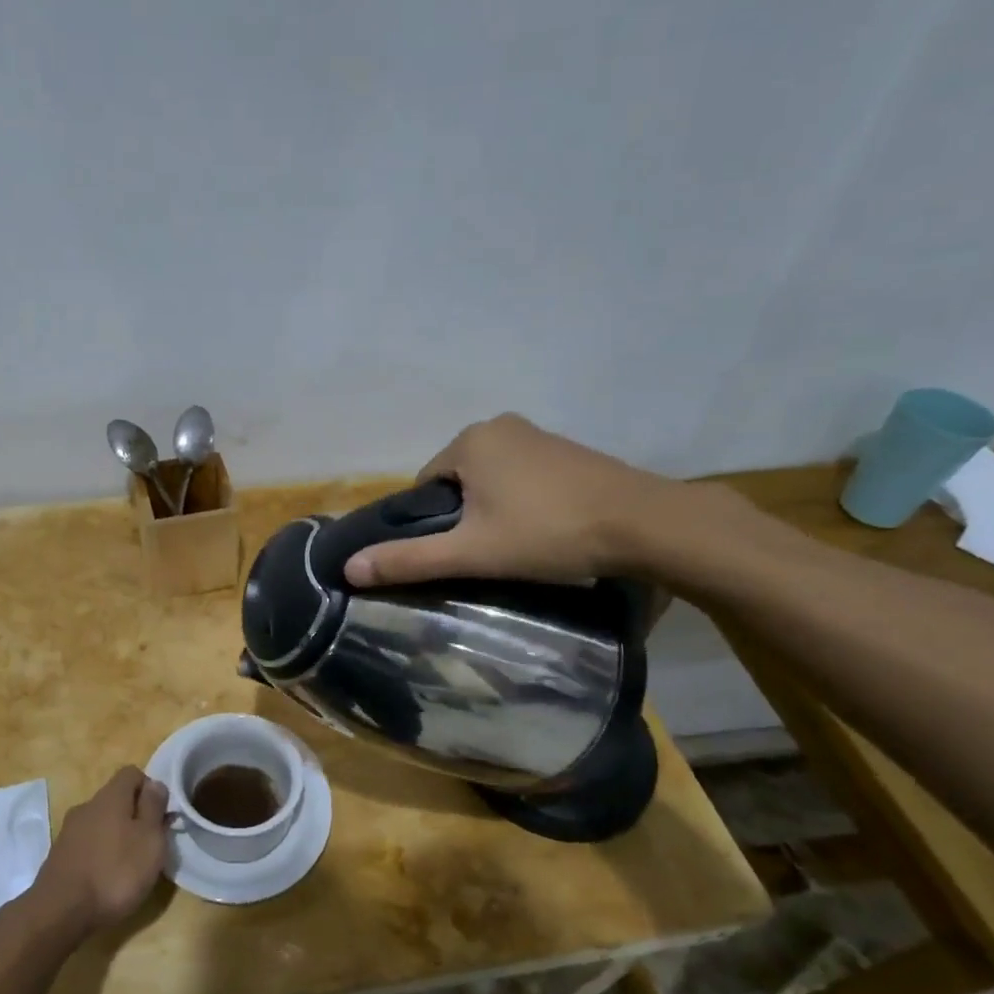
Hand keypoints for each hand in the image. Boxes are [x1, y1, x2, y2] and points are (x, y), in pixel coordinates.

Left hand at [30, 767, 169, 937]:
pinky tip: (105, 879)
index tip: (160, 816)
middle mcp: (87, 806)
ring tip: (129, 866)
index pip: (132, 773)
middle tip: (149, 845)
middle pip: (116, 799)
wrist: (59, 912)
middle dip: (134, 816)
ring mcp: (69, 831)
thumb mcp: (149, 839)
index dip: (150, 789)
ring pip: (100, 823)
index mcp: (110, 796)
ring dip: (116, 837)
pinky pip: (87, 845)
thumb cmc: (115, 872)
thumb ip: (154, 808)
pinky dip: (99, 854)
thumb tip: (155, 784)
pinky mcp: (59, 856)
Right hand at [344, 413, 685, 587]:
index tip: (457, 551)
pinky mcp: (567, 449)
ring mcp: (537, 434)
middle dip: (464, 515)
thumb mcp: (472, 552)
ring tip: (516, 546)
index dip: (433, 522)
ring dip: (493, 508)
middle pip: (457, 479)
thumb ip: (410, 559)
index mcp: (469, 440)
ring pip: (491, 478)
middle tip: (486, 553)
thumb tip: (348, 568)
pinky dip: (522, 500)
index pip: (424, 484)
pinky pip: (522, 475)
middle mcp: (499, 425)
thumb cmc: (548, 532)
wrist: (645, 524)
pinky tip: (543, 529)